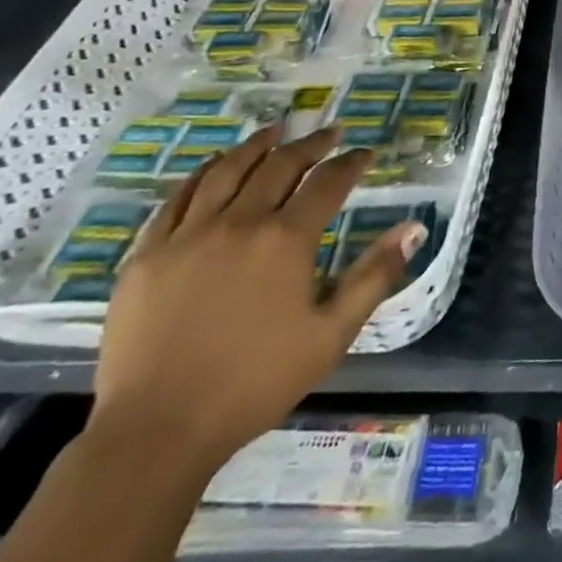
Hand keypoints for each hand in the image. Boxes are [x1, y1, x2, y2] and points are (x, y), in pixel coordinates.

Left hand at [88, 124, 424, 474]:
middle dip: (310, 144)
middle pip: (280, 165)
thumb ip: (374, 276)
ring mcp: (188, 235)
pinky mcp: (147, 255)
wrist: (156, 431)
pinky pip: (176, 199)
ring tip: (274, 129)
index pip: (328, 183)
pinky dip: (201, 174)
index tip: (365, 153)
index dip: (351, 163)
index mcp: (286, 239)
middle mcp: (239, 222)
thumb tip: (414, 228)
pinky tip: (213, 167)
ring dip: (256, 145)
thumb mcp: (331, 335)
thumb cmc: (254, 383)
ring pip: (226, 171)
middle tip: (329, 132)